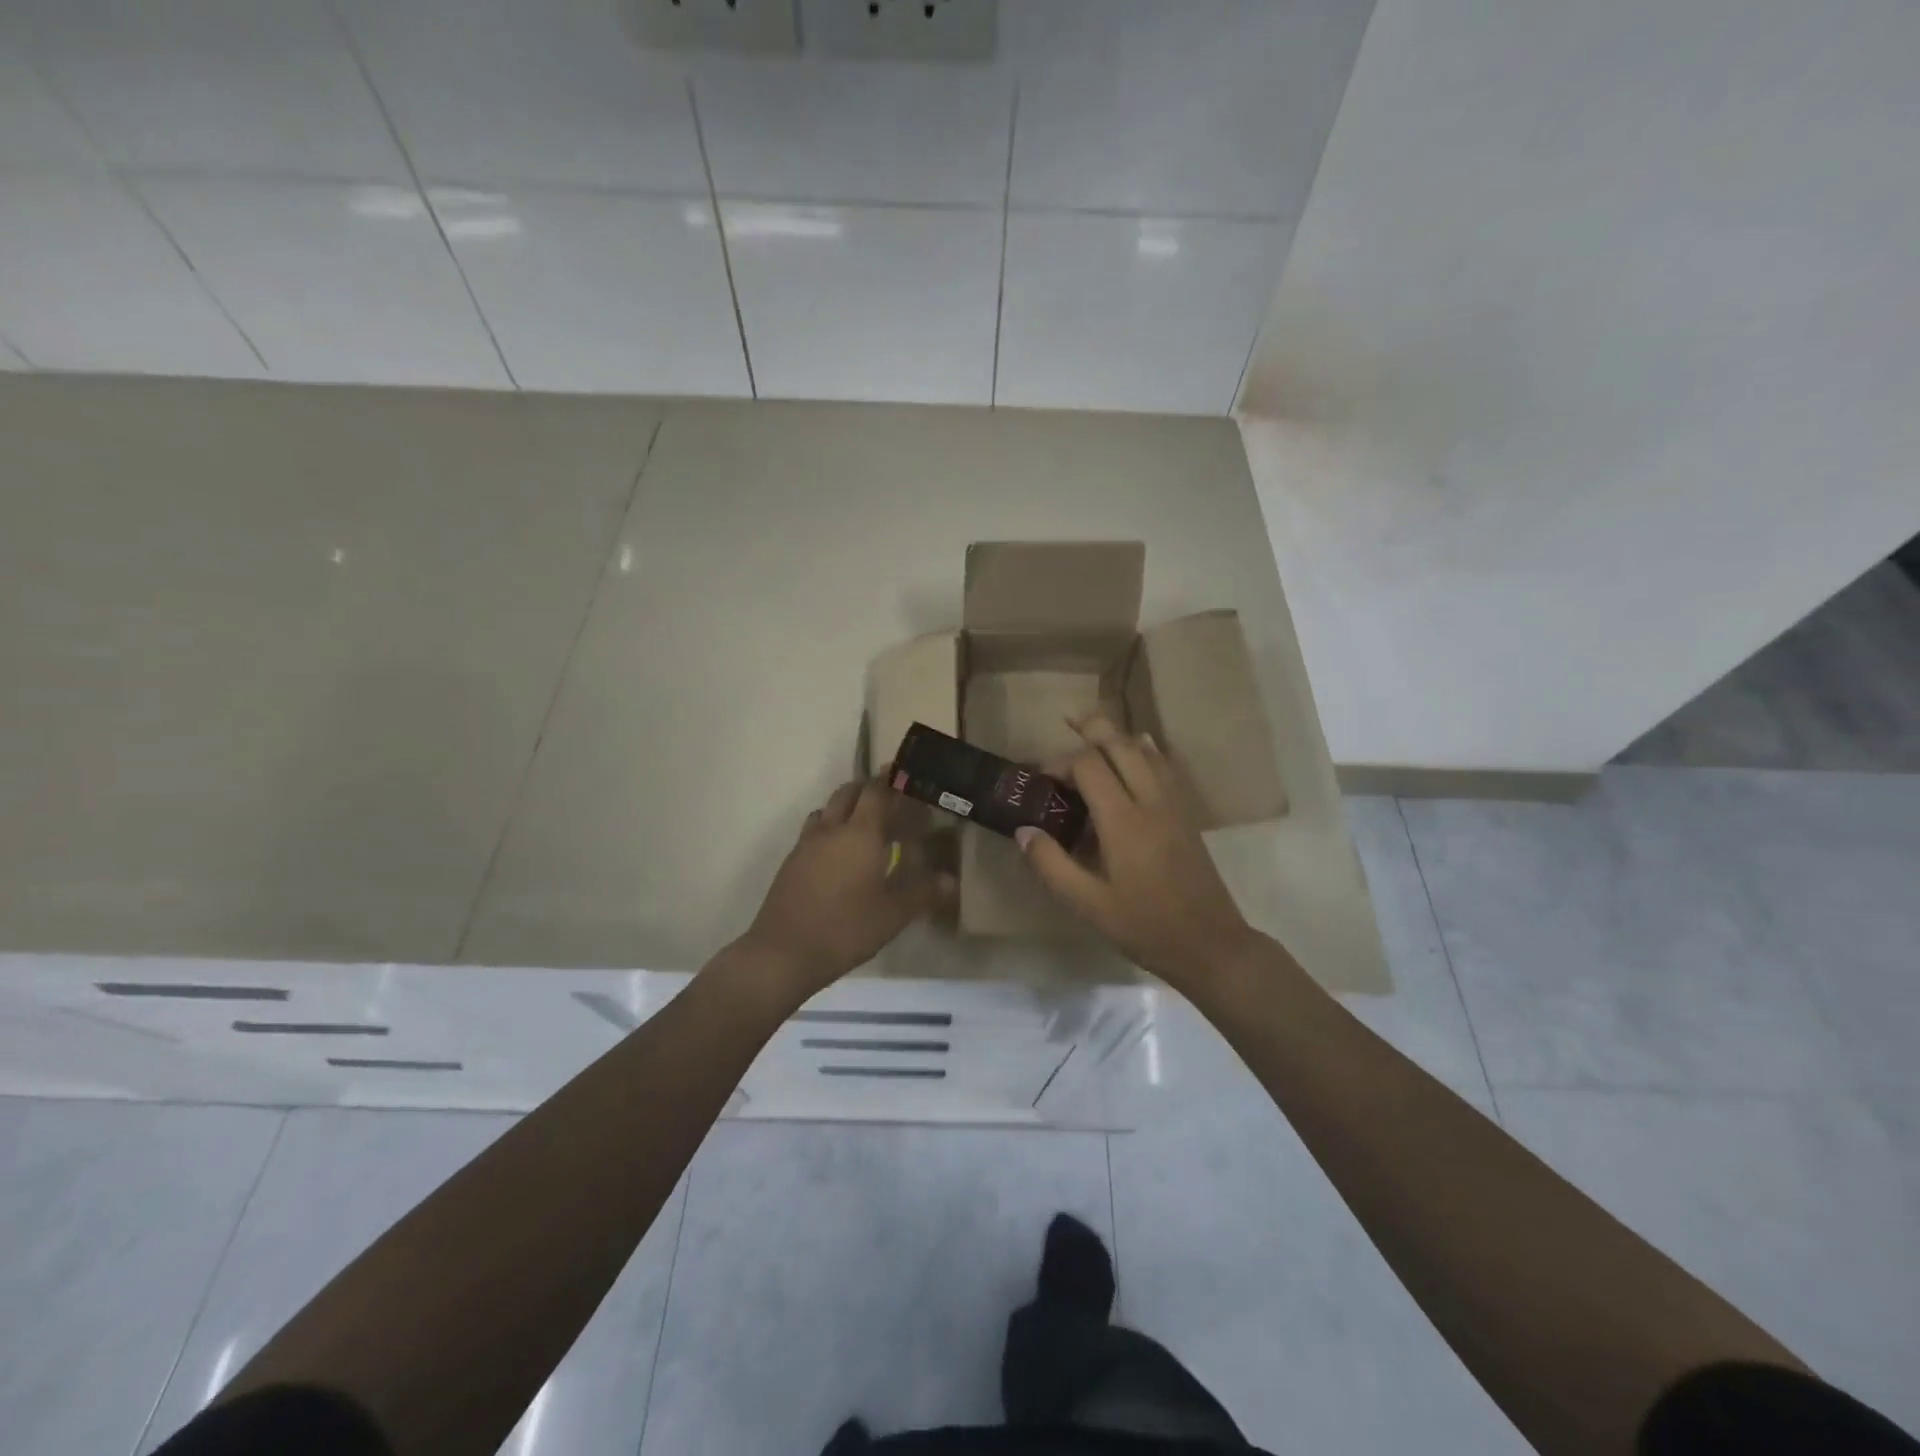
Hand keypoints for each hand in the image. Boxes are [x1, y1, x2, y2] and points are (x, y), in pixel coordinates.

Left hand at [736, 773, 951, 999]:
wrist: (783, 952)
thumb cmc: (846, 928)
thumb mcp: (893, 914)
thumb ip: (923, 892)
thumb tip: (950, 879)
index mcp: (860, 833)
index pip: (877, 791)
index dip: (891, 779)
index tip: (904, 773)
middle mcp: (831, 829)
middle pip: (848, 793)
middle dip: (869, 789)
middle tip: (890, 801)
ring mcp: (806, 844)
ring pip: (828, 810)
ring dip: (846, 808)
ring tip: (865, 827)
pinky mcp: (791, 862)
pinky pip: (814, 831)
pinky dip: (831, 830)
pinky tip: (840, 856)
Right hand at [1015, 714, 1260, 991]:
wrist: (1211, 944)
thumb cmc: (1145, 926)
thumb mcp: (1088, 905)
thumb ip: (1052, 865)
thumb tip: (1023, 830)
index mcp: (1123, 820)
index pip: (1089, 766)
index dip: (1061, 762)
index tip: (1042, 779)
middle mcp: (1150, 801)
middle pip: (1121, 744)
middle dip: (1093, 729)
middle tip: (1067, 722)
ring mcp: (1173, 805)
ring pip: (1147, 750)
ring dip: (1118, 736)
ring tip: (1094, 731)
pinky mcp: (1186, 814)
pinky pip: (1164, 766)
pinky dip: (1145, 750)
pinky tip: (1138, 751)